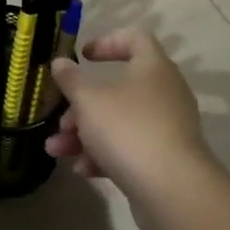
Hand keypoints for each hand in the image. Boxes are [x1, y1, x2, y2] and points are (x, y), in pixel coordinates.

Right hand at [44, 27, 216, 213]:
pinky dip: (103, 155)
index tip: (82, 56)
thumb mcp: (88, 99)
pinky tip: (82, 170)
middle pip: (118, 88)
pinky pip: (128, 149)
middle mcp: (164, 93)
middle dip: (82, 105)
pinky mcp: (164, 160)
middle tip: (62, 119)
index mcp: (152, 67)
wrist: (172, 190)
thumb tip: (60, 63)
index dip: (107, 41)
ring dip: (84, 134)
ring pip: (118, 122)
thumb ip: (70, 79)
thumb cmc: (127, 129)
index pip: (135, 38)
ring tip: (56, 150)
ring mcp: (166, 128)